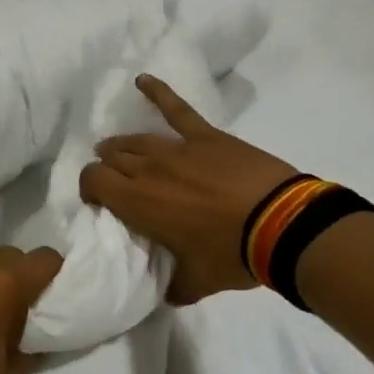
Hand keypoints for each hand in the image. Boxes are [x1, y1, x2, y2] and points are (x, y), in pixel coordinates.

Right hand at [80, 74, 298, 303]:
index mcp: (138, 203)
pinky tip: (142, 79)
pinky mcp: (205, 136)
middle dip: (105, 168)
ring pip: (136, 139)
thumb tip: (166, 294)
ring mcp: (177, 148)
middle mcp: (148, 169)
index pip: (94, 182)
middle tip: (113, 182)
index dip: (90, 188)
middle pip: (112, 158)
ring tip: (117, 149)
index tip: (99, 202)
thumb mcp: (196, 282)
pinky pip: (177, 109)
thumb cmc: (233, 255)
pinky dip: (158, 92)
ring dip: (122, 145)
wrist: (283, 224)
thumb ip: (174, 287)